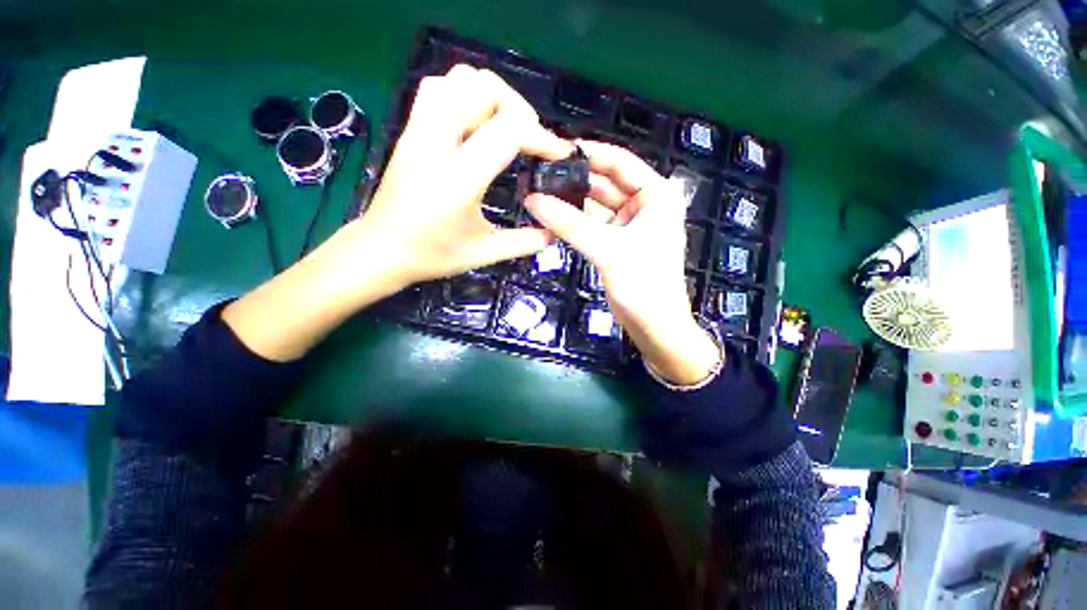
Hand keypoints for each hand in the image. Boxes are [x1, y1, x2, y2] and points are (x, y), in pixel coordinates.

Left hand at [352, 64, 572, 287]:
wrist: (381, 250)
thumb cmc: (432, 255)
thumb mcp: (484, 253)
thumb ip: (524, 242)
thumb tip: (555, 231)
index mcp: (458, 180)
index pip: (508, 130)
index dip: (543, 137)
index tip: (559, 154)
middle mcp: (436, 144)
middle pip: (484, 88)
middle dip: (520, 109)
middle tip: (531, 140)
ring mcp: (418, 131)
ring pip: (459, 78)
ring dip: (493, 96)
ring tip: (507, 127)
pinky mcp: (410, 129)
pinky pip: (439, 87)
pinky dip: (465, 92)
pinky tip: (476, 122)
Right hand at [524, 141, 721, 385]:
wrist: (653, 325)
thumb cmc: (643, 283)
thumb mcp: (608, 250)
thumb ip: (570, 224)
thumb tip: (533, 200)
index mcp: (656, 195)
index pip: (620, 162)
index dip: (590, 154)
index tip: (557, 149)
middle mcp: (643, 204)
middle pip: (605, 183)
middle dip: (575, 181)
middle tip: (540, 175)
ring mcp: (628, 225)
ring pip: (595, 206)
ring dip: (571, 202)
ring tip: (539, 193)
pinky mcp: (615, 243)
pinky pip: (592, 225)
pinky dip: (574, 222)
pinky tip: (551, 216)